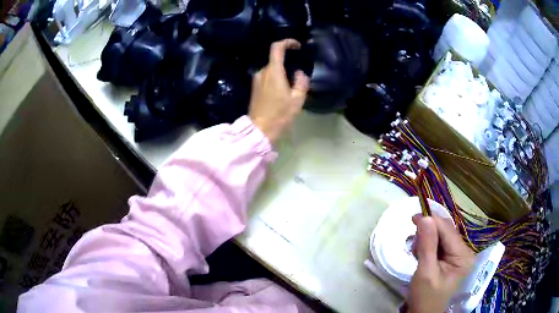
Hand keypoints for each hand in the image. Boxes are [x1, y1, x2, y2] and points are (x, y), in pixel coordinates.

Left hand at [249, 39, 309, 143]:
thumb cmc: (280, 114)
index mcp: (273, 72)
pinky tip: (281, 92)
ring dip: (281, 73)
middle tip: (297, 77)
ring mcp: (256, 80)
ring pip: (271, 70)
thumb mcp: (297, 99)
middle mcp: (262, 72)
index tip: (297, 46)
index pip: (277, 48)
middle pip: (275, 60)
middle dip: (287, 64)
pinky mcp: (254, 87)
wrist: (260, 129)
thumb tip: (299, 73)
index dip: (287, 42)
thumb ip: (301, 82)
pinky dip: (275, 79)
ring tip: (290, 88)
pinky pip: (266, 77)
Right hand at [407, 215, 474, 312]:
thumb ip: (427, 245)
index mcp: (463, 256)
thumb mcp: (425, 272)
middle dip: (429, 231)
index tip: (413, 217)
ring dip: (427, 239)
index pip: (448, 230)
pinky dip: (429, 245)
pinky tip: (421, 253)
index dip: (431, 220)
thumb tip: (425, 217)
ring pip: (442, 237)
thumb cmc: (425, 298)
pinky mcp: (451, 259)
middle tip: (412, 238)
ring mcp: (458, 256)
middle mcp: (464, 252)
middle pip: (446, 232)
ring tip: (415, 250)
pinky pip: (440, 245)